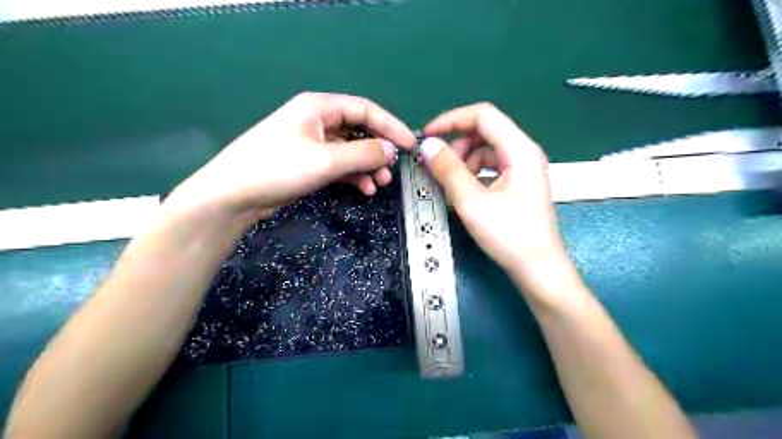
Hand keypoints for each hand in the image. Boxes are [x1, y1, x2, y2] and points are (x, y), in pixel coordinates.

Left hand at [165, 89, 418, 223]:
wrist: (233, 195)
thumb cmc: (278, 168)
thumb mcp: (326, 160)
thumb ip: (363, 153)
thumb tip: (391, 149)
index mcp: (319, 107)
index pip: (366, 109)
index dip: (391, 126)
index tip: (411, 145)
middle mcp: (317, 120)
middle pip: (359, 129)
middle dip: (378, 150)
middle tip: (393, 170)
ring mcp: (312, 142)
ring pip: (350, 150)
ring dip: (367, 166)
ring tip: (380, 184)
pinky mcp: (307, 162)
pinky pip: (339, 164)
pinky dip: (353, 175)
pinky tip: (364, 189)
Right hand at [423, 101, 568, 273]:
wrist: (538, 269)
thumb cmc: (509, 236)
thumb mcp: (472, 202)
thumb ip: (448, 170)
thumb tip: (428, 145)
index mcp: (519, 150)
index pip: (483, 115)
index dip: (452, 120)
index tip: (428, 135)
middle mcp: (524, 153)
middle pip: (485, 131)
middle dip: (458, 145)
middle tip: (439, 167)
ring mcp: (523, 168)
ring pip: (486, 150)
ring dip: (464, 161)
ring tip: (452, 184)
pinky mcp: (519, 183)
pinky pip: (491, 166)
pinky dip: (474, 173)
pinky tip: (466, 190)